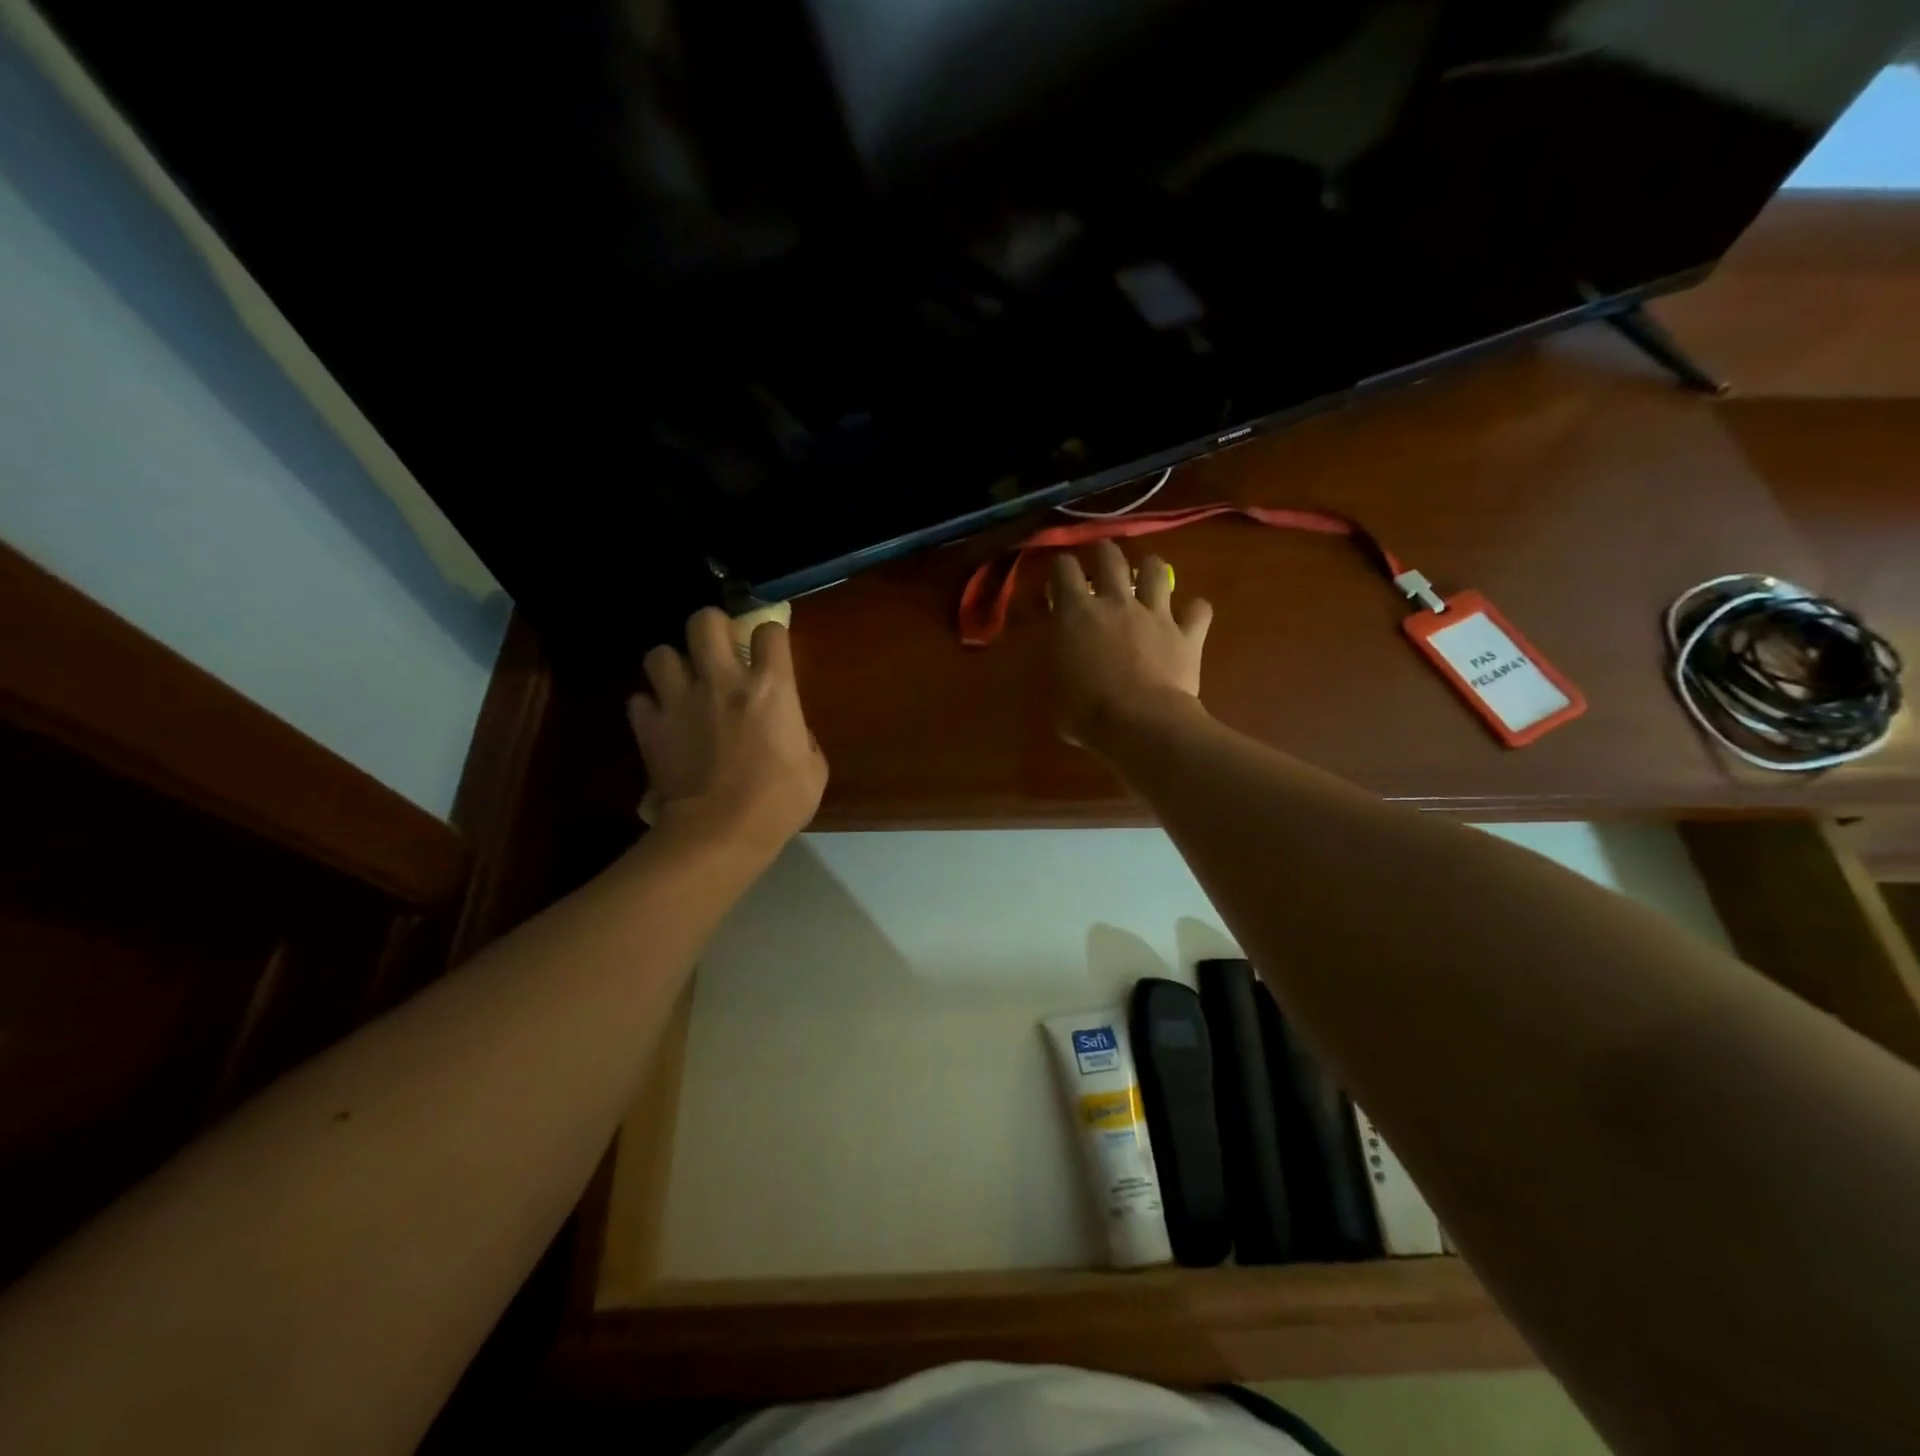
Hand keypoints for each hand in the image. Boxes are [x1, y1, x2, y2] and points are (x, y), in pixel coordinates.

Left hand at [628, 609, 827, 855]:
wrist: (720, 833)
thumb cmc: (778, 802)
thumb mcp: (814, 769)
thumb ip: (802, 737)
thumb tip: (790, 732)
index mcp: (770, 687)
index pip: (770, 631)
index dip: (771, 637)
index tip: (771, 651)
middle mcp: (722, 680)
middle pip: (705, 621)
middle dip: (712, 627)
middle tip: (718, 649)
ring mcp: (680, 700)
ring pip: (660, 653)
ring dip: (672, 665)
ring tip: (681, 684)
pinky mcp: (650, 727)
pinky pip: (640, 700)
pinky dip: (650, 707)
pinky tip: (662, 721)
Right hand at [1050, 541, 1212, 747]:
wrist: (1142, 726)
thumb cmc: (1087, 713)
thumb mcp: (1054, 692)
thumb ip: (1058, 668)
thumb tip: (1062, 669)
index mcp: (1076, 614)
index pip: (1063, 569)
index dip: (1059, 567)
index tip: (1057, 576)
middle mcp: (1116, 602)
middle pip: (1110, 556)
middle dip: (1103, 552)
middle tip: (1100, 559)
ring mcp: (1155, 614)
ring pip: (1156, 569)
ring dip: (1150, 568)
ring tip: (1147, 576)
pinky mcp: (1186, 634)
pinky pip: (1198, 610)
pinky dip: (1195, 611)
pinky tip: (1190, 616)